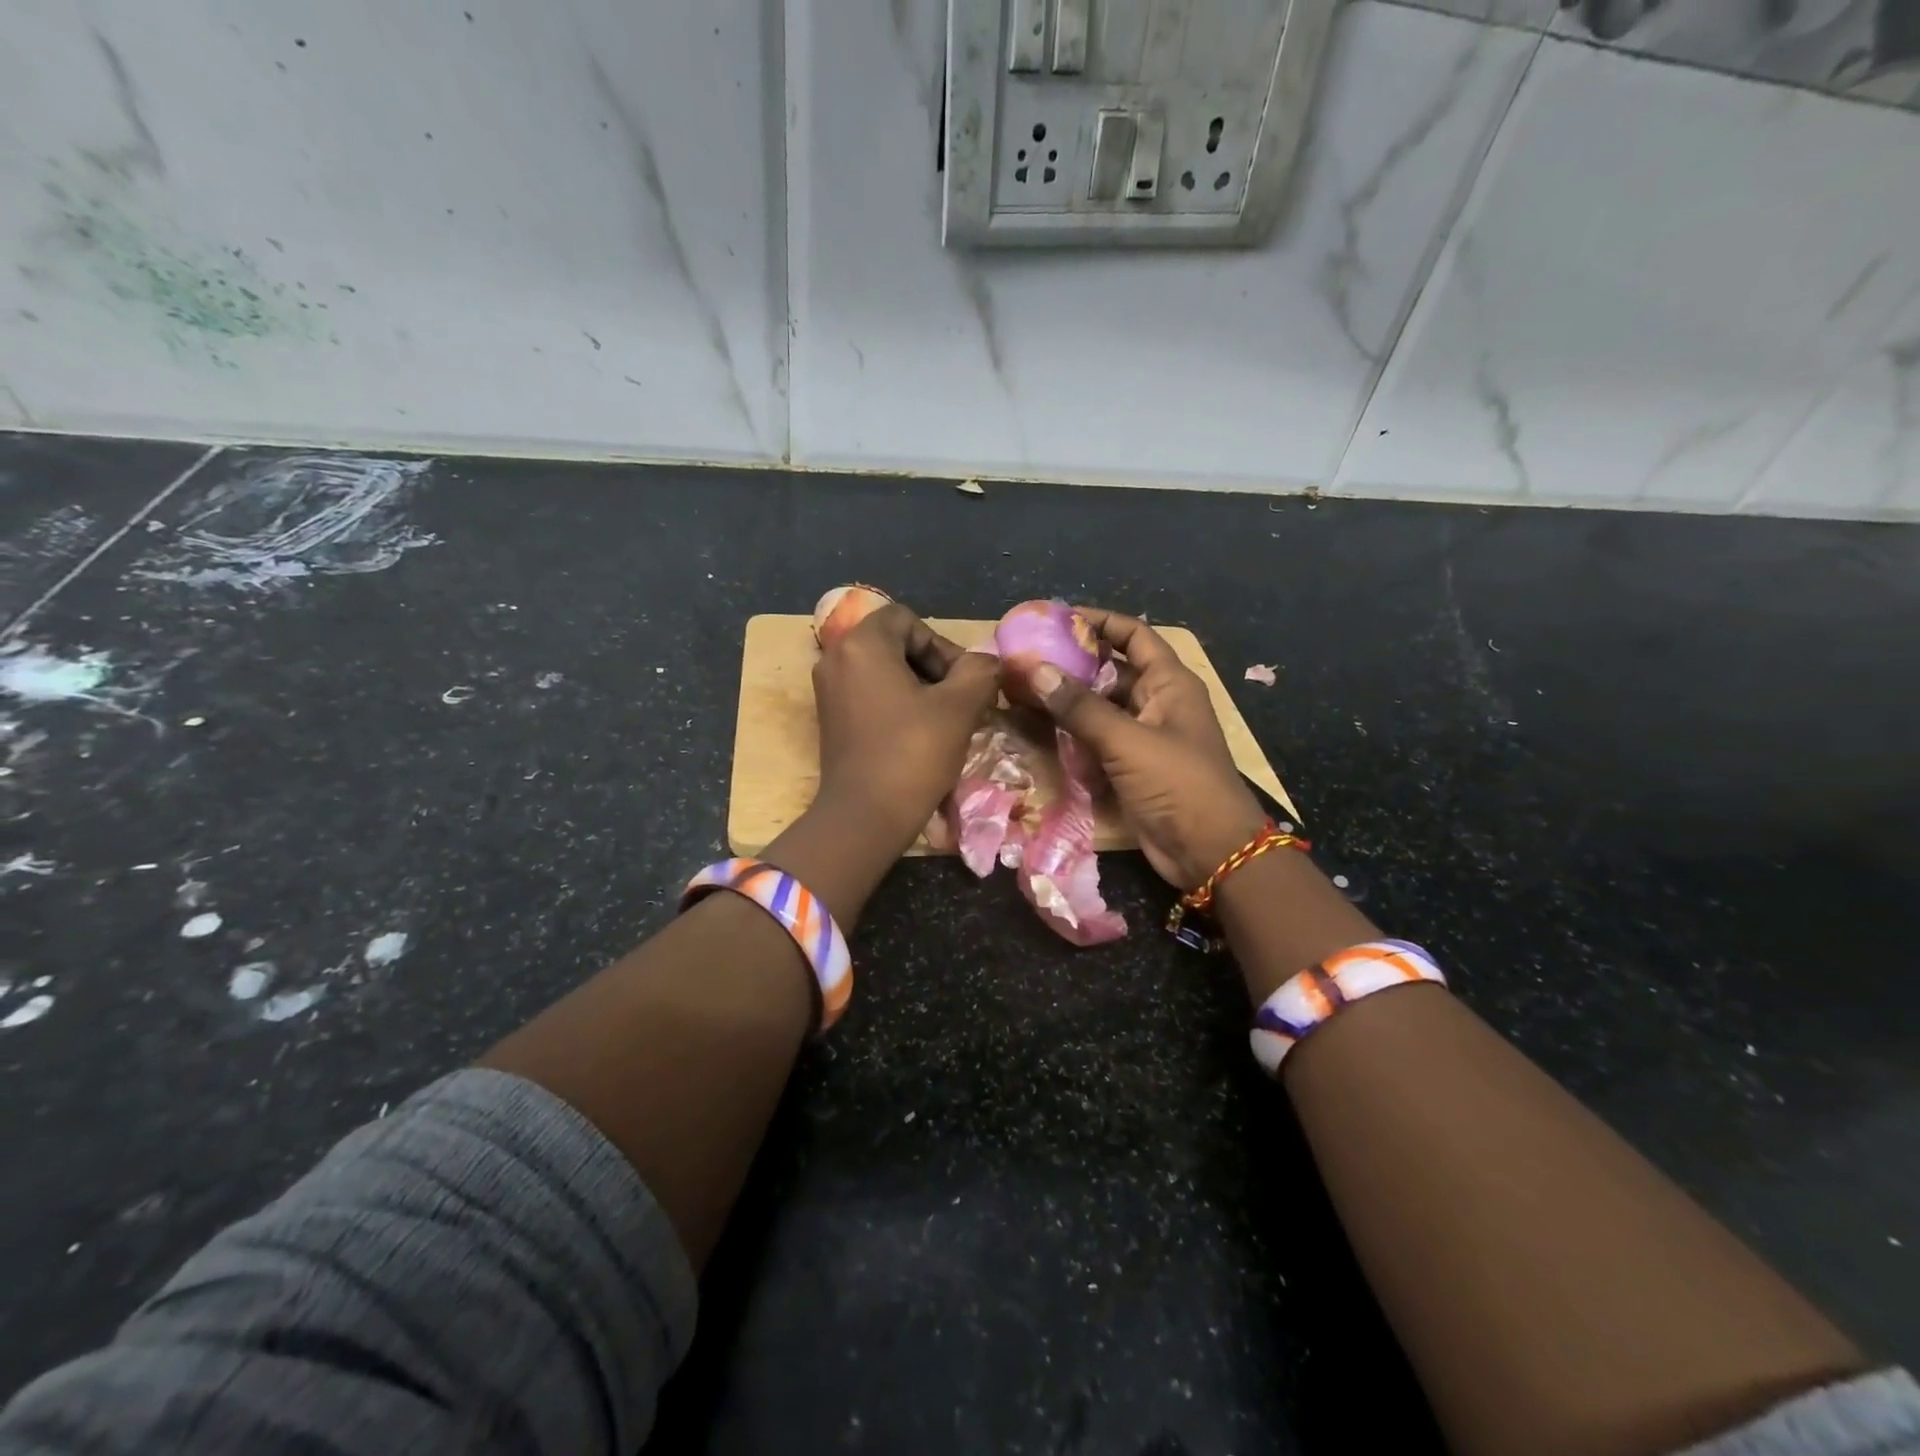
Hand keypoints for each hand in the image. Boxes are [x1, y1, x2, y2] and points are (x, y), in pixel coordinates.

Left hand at [810, 603, 999, 857]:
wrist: (864, 817)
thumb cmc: (912, 754)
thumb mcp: (959, 708)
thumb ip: (979, 672)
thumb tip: (987, 663)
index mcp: (861, 644)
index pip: (908, 620)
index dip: (942, 645)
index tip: (961, 681)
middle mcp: (835, 658)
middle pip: (894, 643)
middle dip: (932, 666)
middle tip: (958, 700)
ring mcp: (828, 690)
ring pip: (883, 671)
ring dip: (917, 687)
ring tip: (943, 720)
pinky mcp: (829, 719)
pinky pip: (869, 694)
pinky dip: (896, 704)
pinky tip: (918, 734)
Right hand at [1007, 608, 1265, 890]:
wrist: (1210, 852)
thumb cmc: (1179, 784)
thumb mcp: (1128, 741)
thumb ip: (1080, 707)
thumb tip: (1034, 670)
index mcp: (1170, 684)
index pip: (1134, 635)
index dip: (1100, 621)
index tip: (1057, 616)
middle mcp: (1157, 703)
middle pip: (1112, 670)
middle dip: (1074, 662)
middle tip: (1027, 657)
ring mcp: (1144, 736)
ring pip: (1100, 707)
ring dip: (1068, 700)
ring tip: (1024, 689)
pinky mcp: (1131, 767)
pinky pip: (1097, 739)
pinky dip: (1072, 733)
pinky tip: (1040, 729)